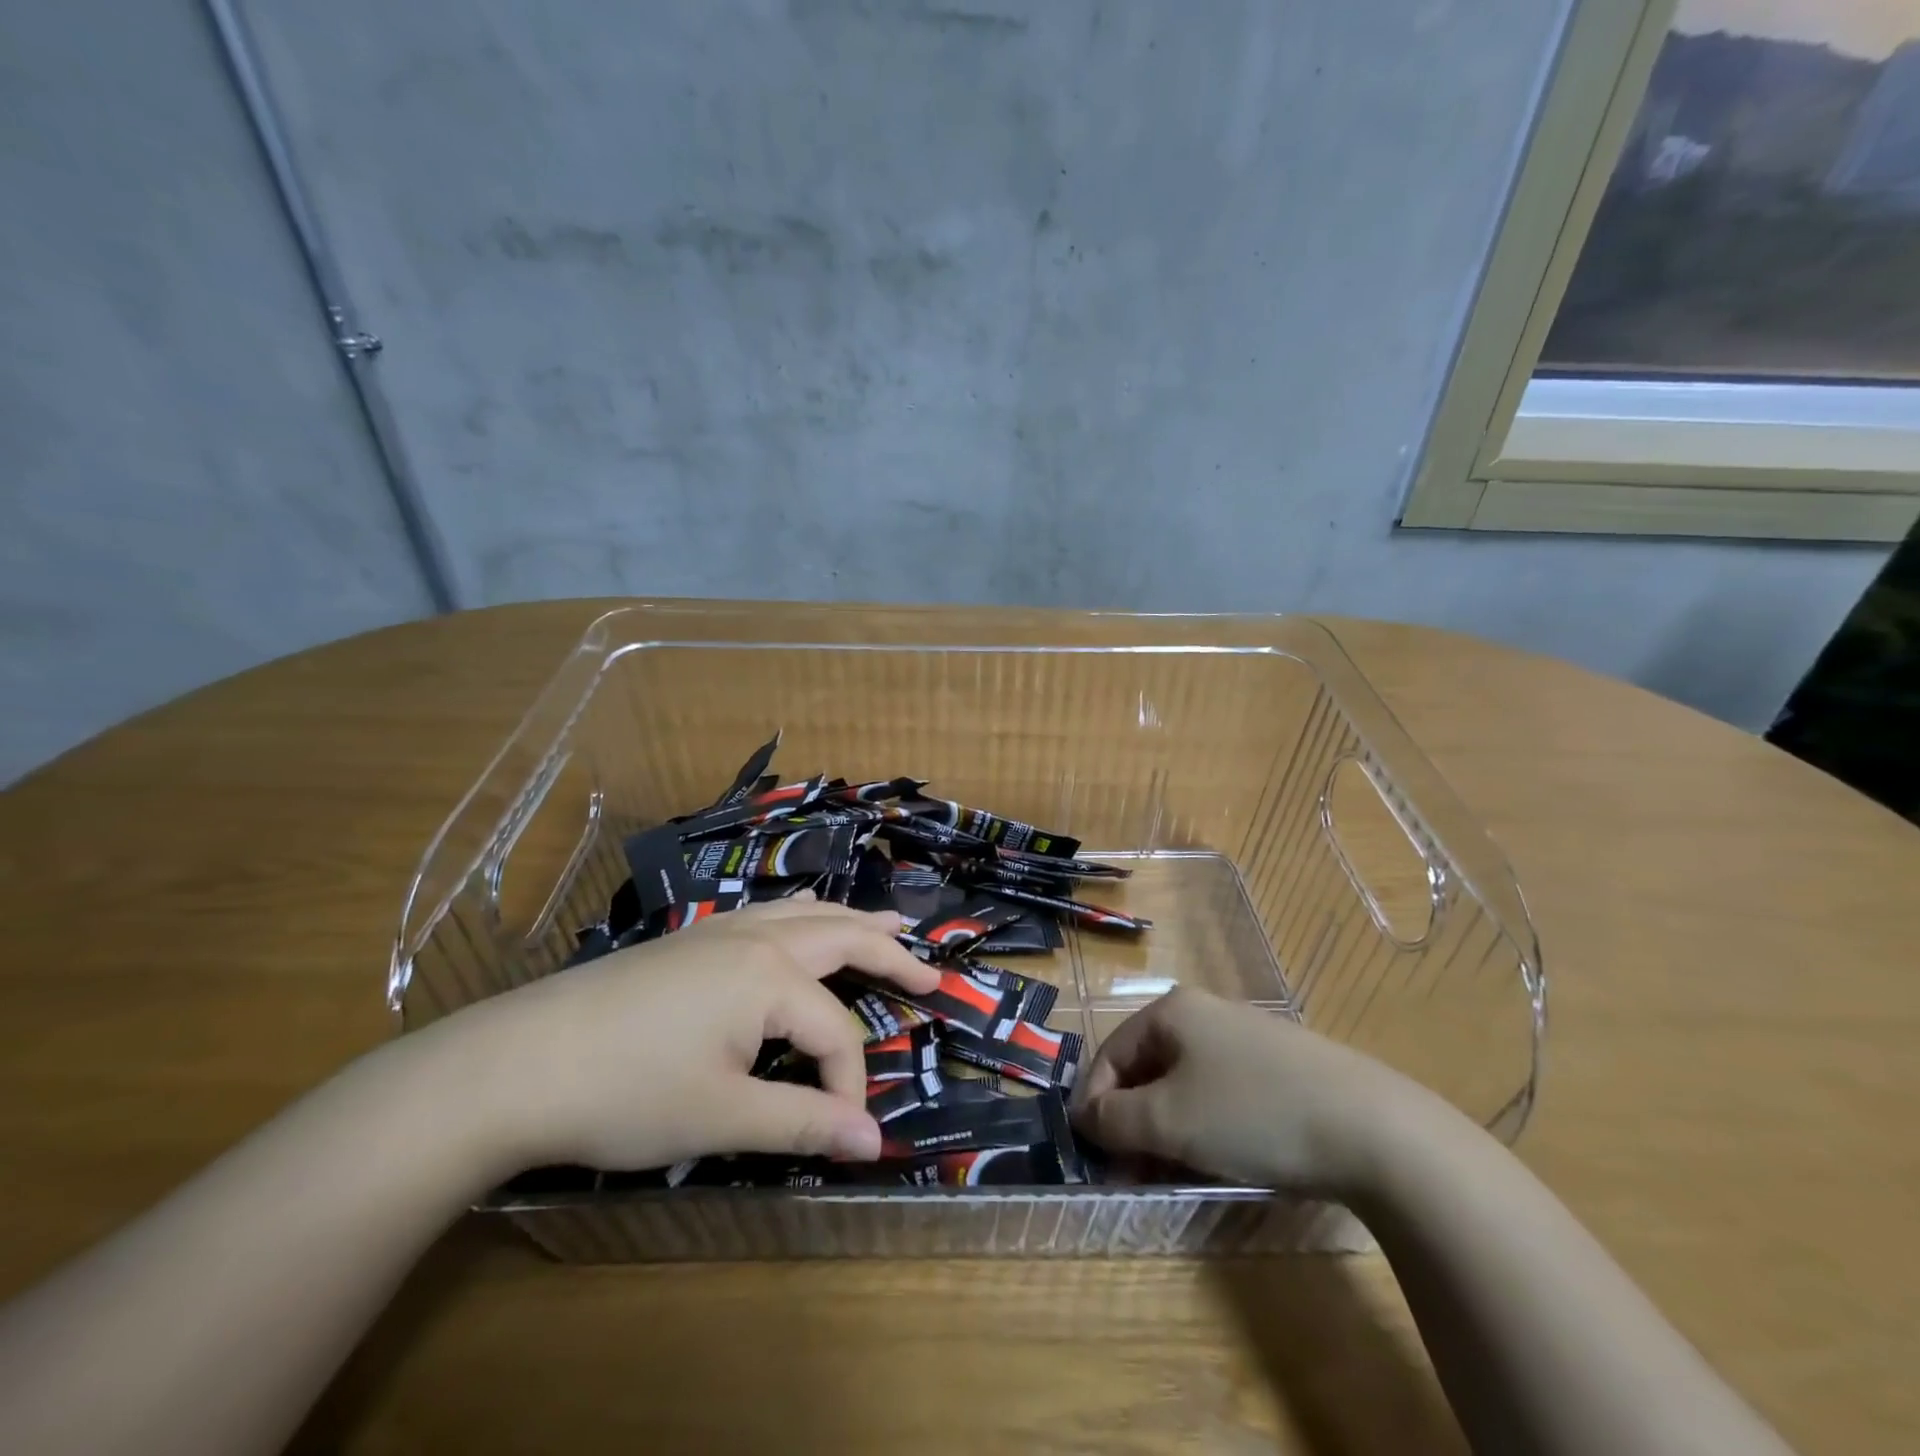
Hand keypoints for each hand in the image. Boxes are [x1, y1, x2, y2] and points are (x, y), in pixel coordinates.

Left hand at [425, 896, 938, 1172]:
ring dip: (852, 923)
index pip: (834, 1034)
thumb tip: (874, 1144)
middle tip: (932, 973)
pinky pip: (771, 915)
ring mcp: (720, 931)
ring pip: (806, 914)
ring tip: (889, 925)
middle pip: (842, 939)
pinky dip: (807, 918)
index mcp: (771, 976)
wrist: (514, 1062)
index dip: (847, 1088)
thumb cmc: (626, 1091)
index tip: (844, 1135)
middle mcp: (755, 938)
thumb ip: (802, 1123)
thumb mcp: (721, 1116)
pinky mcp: (691, 939)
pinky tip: (803, 927)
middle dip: (891, 956)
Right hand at [1070, 986, 1420, 1190]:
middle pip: (1147, 1069)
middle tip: (1132, 1174)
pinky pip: (1222, 1092)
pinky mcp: (1281, 1066)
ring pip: (1185, 1083)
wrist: (1374, 1129)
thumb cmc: (1252, 1114)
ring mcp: (1246, 1037)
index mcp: (1171, 1011)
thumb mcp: (1170, 1121)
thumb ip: (1115, 1119)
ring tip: (1173, 1174)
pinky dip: (1206, 1125)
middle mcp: (1205, 1012)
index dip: (1094, 1106)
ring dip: (1167, 1129)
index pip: (1110, 1055)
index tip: (1094, 1158)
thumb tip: (1086, 1117)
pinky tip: (1221, 1158)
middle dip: (1133, 1122)